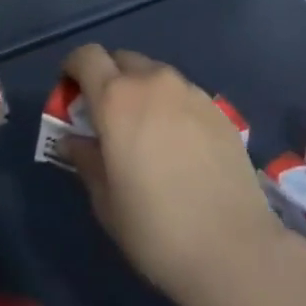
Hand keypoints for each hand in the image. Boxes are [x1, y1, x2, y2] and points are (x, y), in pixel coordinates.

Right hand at [62, 44, 288, 305]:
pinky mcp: (218, 108)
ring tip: (147, 133)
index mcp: (116, 98)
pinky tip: (180, 146)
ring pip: (155, 75)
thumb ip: (86, 159)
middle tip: (108, 118)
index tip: (71, 94)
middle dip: (109, 79)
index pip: (87, 56)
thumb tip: (73, 140)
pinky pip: (183, 94)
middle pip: (122, 60)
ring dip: (142, 92)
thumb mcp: (105, 201)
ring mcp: (190, 91)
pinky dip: (171, 106)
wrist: (233, 249)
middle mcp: (152, 82)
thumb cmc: (155, 228)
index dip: (74, 69)